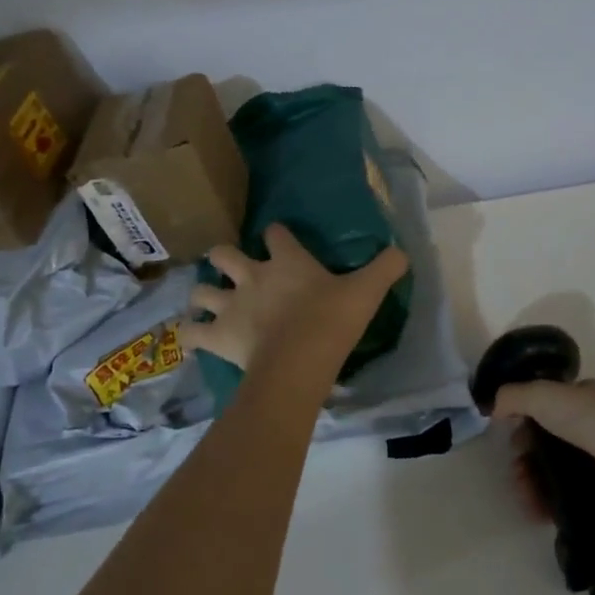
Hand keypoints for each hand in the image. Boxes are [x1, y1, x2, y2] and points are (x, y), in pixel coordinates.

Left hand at [184, 225, 408, 371]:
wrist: (298, 362)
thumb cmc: (331, 321)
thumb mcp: (367, 292)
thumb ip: (386, 268)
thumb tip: (403, 252)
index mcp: (287, 261)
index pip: (275, 233)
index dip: (276, 235)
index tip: (279, 239)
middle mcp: (252, 277)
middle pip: (223, 254)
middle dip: (224, 258)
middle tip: (233, 270)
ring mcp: (230, 306)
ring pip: (201, 290)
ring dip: (204, 295)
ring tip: (210, 303)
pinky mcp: (217, 336)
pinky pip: (191, 333)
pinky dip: (190, 334)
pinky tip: (195, 337)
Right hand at [494, 378, 594, 512]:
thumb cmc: (592, 420)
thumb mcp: (544, 396)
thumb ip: (513, 397)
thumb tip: (492, 406)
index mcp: (583, 395)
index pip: (546, 404)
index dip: (523, 420)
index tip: (511, 440)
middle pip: (550, 439)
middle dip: (526, 458)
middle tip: (516, 475)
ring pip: (561, 468)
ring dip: (536, 482)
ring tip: (526, 500)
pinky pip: (576, 492)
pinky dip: (556, 501)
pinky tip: (542, 512)